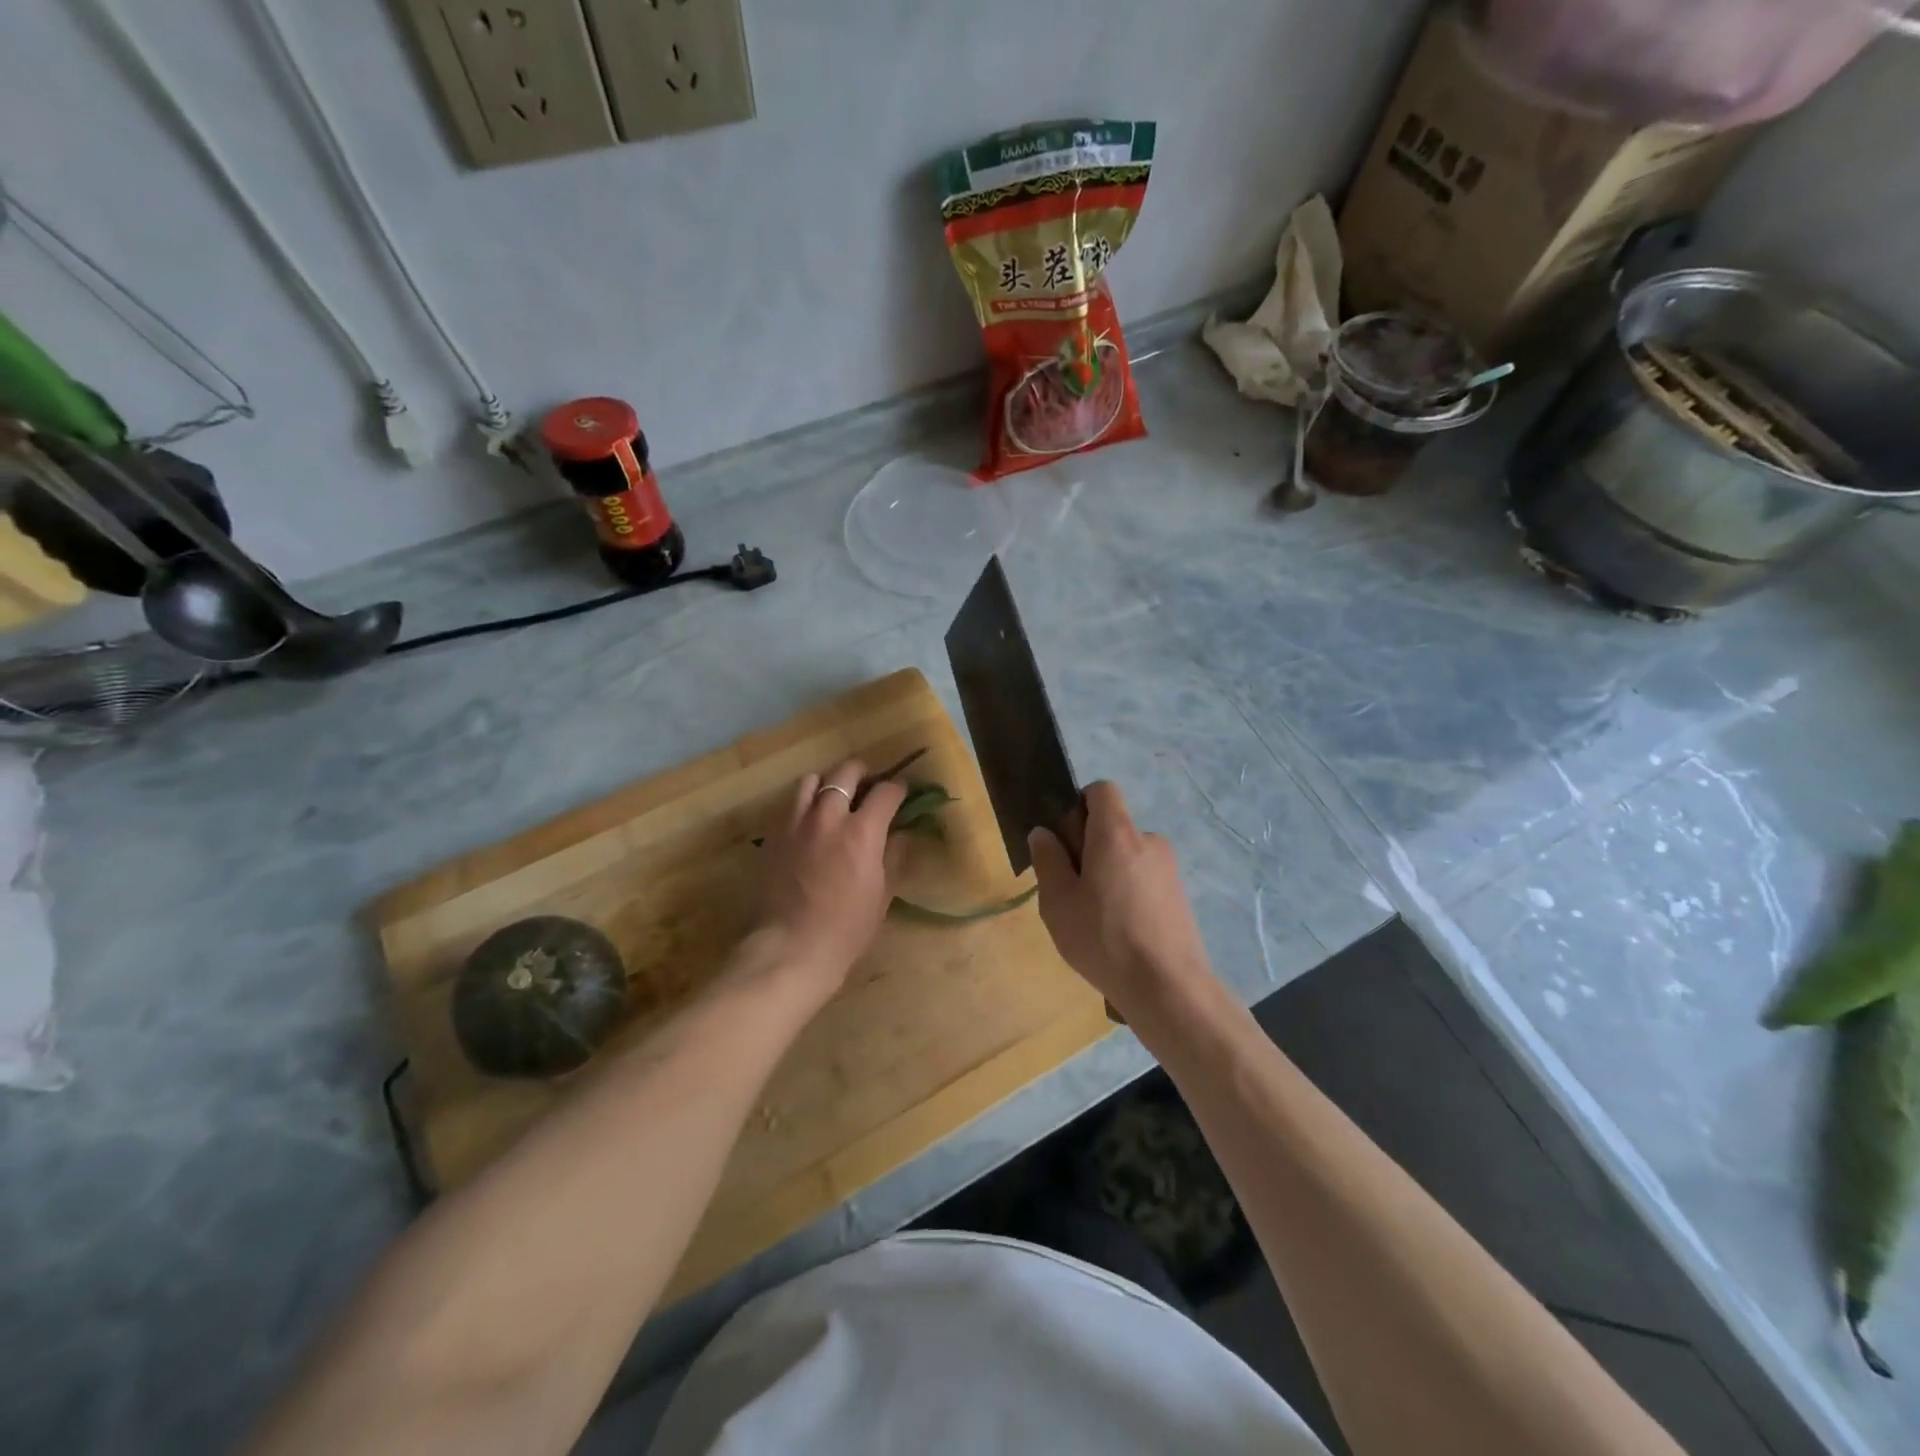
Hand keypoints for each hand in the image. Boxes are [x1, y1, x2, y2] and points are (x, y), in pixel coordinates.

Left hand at [752, 759, 906, 995]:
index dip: (898, 789)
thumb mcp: (882, 895)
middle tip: (870, 787)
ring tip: (835, 799)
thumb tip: (902, 833)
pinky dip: (805, 804)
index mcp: (862, 831)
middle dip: (864, 774)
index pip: (886, 791)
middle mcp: (828, 816)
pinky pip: (791, 804)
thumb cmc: (846, 929)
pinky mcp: (773, 835)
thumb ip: (894, 856)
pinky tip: (811, 824)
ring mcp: (796, 822)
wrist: (789, 949)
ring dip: (829, 783)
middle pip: (846, 772)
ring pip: (812, 780)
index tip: (902, 794)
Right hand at [1028, 781, 1216, 1018]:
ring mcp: (1168, 868)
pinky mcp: (1179, 894)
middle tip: (1070, 890)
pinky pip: (1143, 878)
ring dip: (1107, 873)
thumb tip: (1043, 833)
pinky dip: (1127, 893)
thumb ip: (1048, 859)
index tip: (1065, 841)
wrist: (1168, 987)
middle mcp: (1148, 840)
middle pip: (1112, 825)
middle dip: (1088, 847)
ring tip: (1093, 918)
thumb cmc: (1104, 938)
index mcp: (1116, 833)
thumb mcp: (1058, 901)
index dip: (1078, 805)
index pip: (1101, 790)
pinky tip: (1118, 932)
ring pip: (1126, 856)